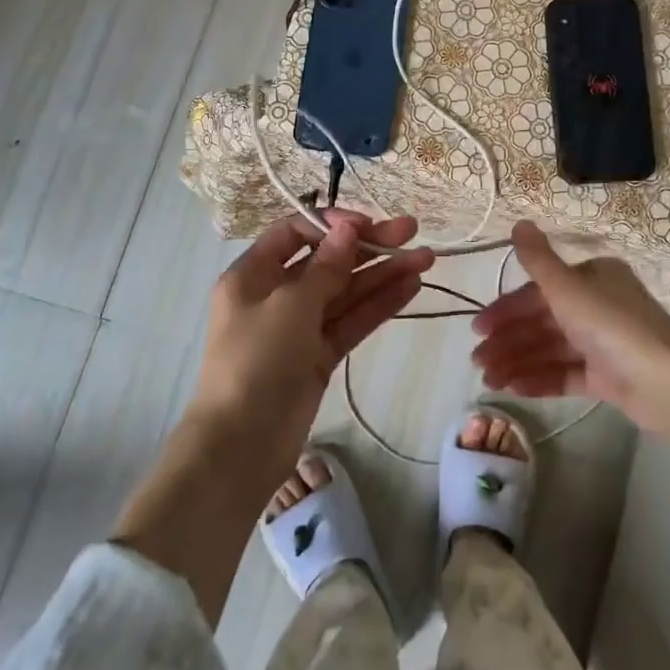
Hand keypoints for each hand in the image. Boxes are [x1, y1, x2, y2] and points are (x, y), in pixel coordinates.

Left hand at [192, 211, 432, 464]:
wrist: (242, 445)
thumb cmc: (257, 361)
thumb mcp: (290, 305)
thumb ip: (325, 267)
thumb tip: (346, 230)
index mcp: (253, 275)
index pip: (295, 233)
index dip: (332, 224)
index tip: (367, 225)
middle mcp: (276, 295)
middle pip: (327, 260)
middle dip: (369, 245)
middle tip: (412, 231)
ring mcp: (300, 327)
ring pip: (346, 291)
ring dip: (383, 274)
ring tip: (427, 259)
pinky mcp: (320, 355)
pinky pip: (352, 321)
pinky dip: (379, 304)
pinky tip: (411, 286)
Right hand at [471, 221, 669, 438]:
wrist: (668, 385)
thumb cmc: (614, 327)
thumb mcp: (569, 289)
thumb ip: (539, 260)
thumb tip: (519, 222)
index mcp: (592, 278)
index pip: (539, 291)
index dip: (506, 309)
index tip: (479, 329)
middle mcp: (598, 305)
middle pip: (542, 321)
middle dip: (509, 341)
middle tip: (477, 361)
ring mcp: (603, 342)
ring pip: (551, 349)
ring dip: (518, 362)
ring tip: (489, 381)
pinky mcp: (608, 376)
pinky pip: (566, 373)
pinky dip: (540, 379)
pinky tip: (513, 388)